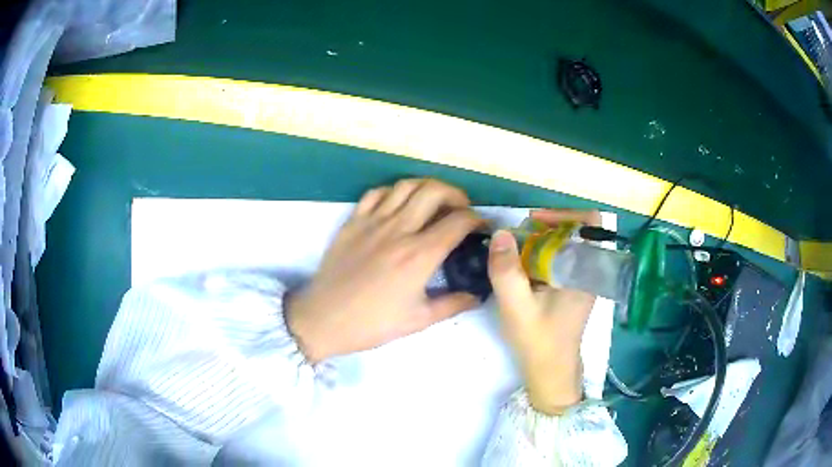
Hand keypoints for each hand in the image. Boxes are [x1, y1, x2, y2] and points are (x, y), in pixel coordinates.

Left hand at [286, 179, 483, 362]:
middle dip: (457, 194)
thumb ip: (453, 304)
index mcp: (419, 255)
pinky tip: (399, 205)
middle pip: (435, 191)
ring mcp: (373, 222)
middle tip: (461, 209)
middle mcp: (399, 230)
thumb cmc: (372, 323)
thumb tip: (477, 295)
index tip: (482, 227)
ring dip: (427, 188)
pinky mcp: (353, 221)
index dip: (478, 219)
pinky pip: (376, 193)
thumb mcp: (418, 320)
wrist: (324, 319)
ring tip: (434, 202)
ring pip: (406, 186)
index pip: (458, 221)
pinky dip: (394, 192)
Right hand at [488, 209, 600, 414]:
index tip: (535, 222)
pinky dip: (539, 256)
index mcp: (586, 271)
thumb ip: (507, 271)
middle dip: (543, 229)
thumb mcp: (517, 308)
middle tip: (515, 239)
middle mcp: (588, 271)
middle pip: (573, 231)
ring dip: (539, 243)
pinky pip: (558, 260)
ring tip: (513, 253)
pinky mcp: (570, 289)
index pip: (591, 223)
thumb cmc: (539, 342)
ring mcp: (580, 280)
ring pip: (564, 245)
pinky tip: (520, 270)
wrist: (551, 373)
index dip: (564, 214)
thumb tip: (500, 233)